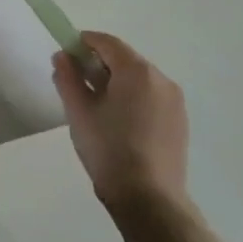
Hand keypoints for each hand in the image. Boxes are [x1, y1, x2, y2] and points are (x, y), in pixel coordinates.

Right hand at [52, 30, 188, 214]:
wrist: (149, 199)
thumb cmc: (108, 148)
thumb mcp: (78, 110)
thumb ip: (67, 77)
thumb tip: (63, 56)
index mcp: (137, 71)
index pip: (108, 42)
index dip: (84, 42)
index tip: (66, 54)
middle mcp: (162, 80)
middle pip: (125, 59)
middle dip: (99, 63)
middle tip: (75, 81)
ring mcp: (175, 103)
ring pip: (139, 79)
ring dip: (115, 81)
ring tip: (95, 105)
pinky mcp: (179, 123)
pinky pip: (150, 97)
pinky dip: (131, 98)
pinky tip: (117, 121)